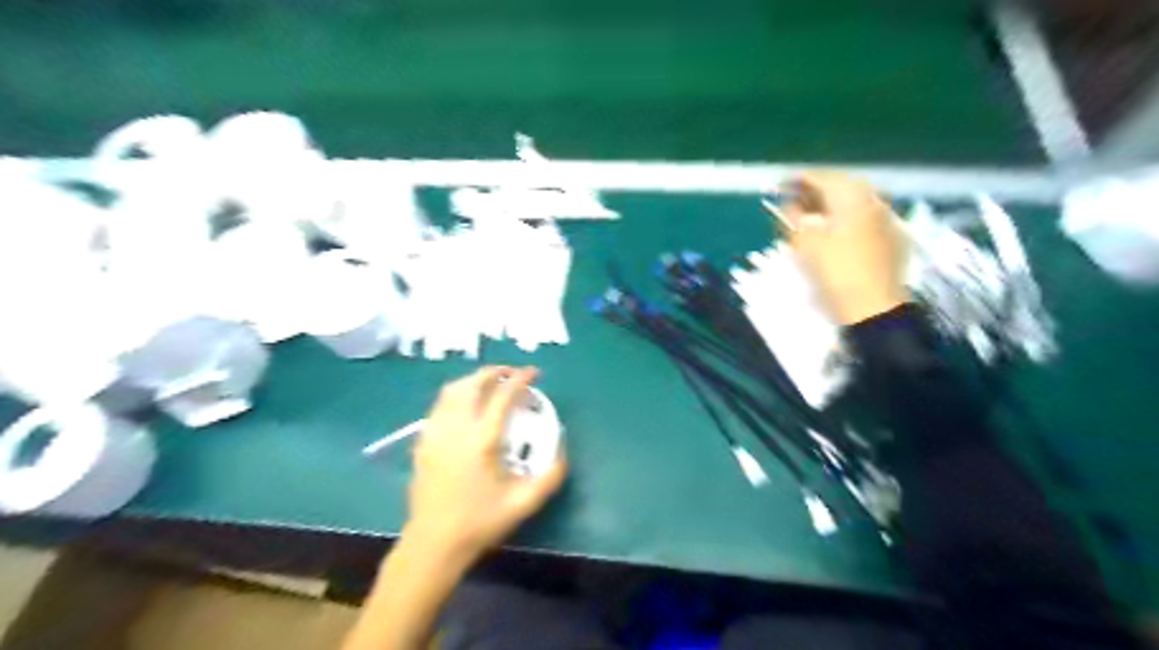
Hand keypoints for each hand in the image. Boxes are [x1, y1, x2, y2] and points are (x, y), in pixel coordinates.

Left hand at [405, 368, 568, 560]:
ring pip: (451, 391)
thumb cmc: (480, 523)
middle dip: (494, 372)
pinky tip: (466, 408)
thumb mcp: (524, 503)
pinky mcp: (423, 443)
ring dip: (472, 380)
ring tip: (490, 385)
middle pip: (472, 384)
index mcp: (481, 440)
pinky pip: (439, 406)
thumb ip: (550, 476)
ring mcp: (435, 434)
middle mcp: (456, 429)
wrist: (434, 544)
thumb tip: (562, 451)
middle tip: (512, 374)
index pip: (502, 396)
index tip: (534, 372)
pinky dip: (456, 396)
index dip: (520, 379)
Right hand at [783, 171, 910, 323]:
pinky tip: (834, 232)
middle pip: (840, 186)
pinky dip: (844, 219)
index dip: (796, 180)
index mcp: (852, 195)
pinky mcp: (892, 238)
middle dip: (815, 191)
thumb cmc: (834, 271)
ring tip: (810, 218)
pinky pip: (863, 218)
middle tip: (793, 201)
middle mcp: (873, 199)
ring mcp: (886, 219)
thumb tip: (789, 202)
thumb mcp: (803, 242)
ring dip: (830, 205)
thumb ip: (792, 215)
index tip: (778, 186)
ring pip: (854, 202)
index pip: (820, 177)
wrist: (873, 308)